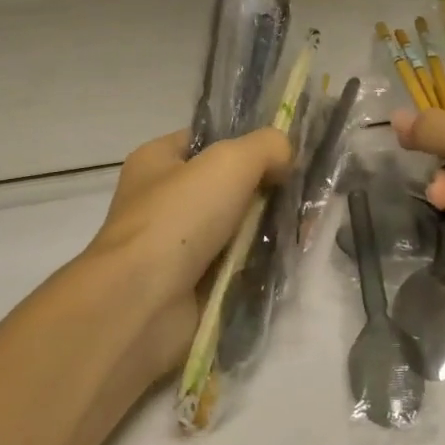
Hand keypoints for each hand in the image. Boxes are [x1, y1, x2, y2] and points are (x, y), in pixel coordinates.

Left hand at [83, 127, 292, 380]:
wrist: (142, 304)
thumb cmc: (178, 218)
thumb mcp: (230, 161)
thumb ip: (266, 146)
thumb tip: (286, 157)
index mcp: (155, 161)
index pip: (207, 141)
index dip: (245, 143)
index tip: (285, 155)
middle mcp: (162, 200)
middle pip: (227, 186)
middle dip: (264, 191)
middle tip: (301, 197)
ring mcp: (175, 246)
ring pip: (235, 229)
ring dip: (265, 231)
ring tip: (302, 230)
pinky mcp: (190, 286)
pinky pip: (235, 267)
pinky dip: (258, 266)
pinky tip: (287, 261)